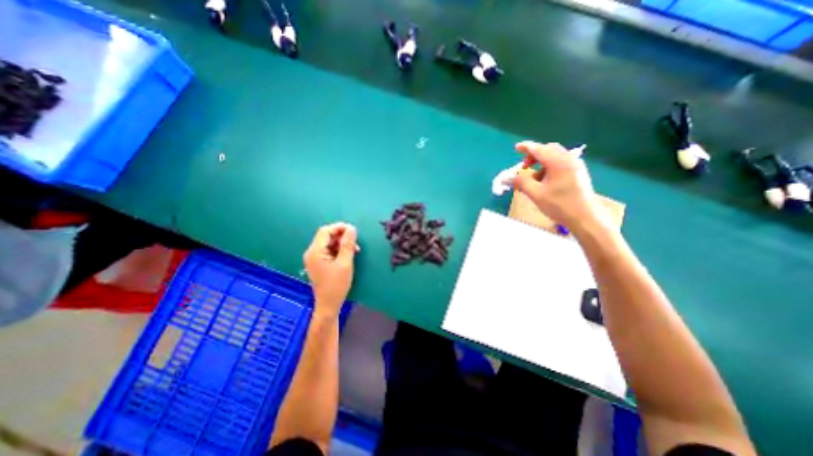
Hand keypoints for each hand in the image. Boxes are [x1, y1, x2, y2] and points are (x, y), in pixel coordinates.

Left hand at [302, 222, 357, 317]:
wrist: (329, 304)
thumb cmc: (337, 285)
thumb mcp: (345, 263)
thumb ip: (348, 244)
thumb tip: (352, 228)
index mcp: (315, 251)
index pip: (325, 231)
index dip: (339, 227)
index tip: (353, 230)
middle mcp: (312, 252)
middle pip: (326, 236)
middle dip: (341, 236)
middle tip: (355, 242)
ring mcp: (314, 258)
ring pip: (328, 243)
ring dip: (341, 243)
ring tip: (354, 249)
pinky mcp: (318, 263)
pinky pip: (328, 250)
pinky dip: (338, 250)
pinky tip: (347, 254)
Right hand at [510, 141, 605, 234]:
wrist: (585, 217)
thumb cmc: (560, 205)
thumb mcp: (536, 194)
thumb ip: (522, 182)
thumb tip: (511, 177)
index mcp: (558, 162)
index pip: (539, 149)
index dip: (526, 147)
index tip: (516, 148)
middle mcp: (569, 159)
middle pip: (548, 149)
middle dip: (534, 155)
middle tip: (524, 167)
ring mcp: (575, 165)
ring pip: (555, 156)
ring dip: (541, 163)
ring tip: (534, 178)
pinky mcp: (578, 173)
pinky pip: (561, 163)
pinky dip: (549, 167)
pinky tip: (545, 181)